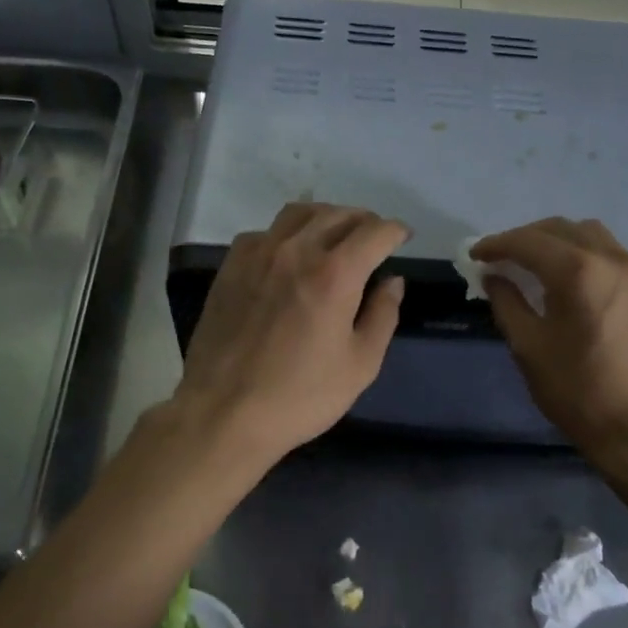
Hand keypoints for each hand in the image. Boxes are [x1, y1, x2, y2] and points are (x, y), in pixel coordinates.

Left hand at [172, 203, 408, 465]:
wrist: (224, 413)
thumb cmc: (301, 396)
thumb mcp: (361, 365)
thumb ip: (382, 315)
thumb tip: (392, 281)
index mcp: (334, 274)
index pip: (374, 232)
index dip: (395, 230)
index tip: (403, 238)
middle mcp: (295, 251)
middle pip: (338, 215)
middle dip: (364, 221)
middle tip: (374, 238)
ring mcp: (257, 255)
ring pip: (298, 214)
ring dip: (326, 218)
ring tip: (336, 236)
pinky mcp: (230, 268)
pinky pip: (264, 233)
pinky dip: (287, 233)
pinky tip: (290, 255)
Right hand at [472, 218, 627, 464]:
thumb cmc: (579, 391)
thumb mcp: (529, 348)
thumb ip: (507, 303)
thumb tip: (493, 277)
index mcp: (578, 272)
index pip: (528, 242)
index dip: (496, 245)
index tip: (473, 255)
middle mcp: (609, 258)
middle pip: (558, 229)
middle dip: (523, 238)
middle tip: (497, 260)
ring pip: (585, 234)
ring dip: (553, 240)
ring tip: (529, 263)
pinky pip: (604, 250)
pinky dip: (577, 251)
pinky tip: (562, 276)